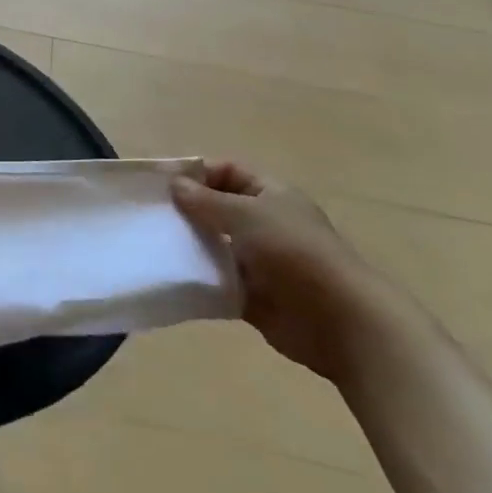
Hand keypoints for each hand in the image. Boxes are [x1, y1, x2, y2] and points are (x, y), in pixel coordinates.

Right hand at [172, 161, 383, 382]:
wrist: (340, 321)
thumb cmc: (294, 252)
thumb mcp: (246, 214)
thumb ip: (206, 200)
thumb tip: (174, 184)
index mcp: (271, 195)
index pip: (228, 171)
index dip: (197, 173)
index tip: (162, 184)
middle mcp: (266, 223)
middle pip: (218, 208)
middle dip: (187, 210)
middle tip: (151, 215)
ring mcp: (260, 261)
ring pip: (215, 245)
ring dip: (190, 245)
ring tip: (154, 245)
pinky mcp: (253, 295)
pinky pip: (217, 281)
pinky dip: (198, 279)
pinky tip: (172, 276)